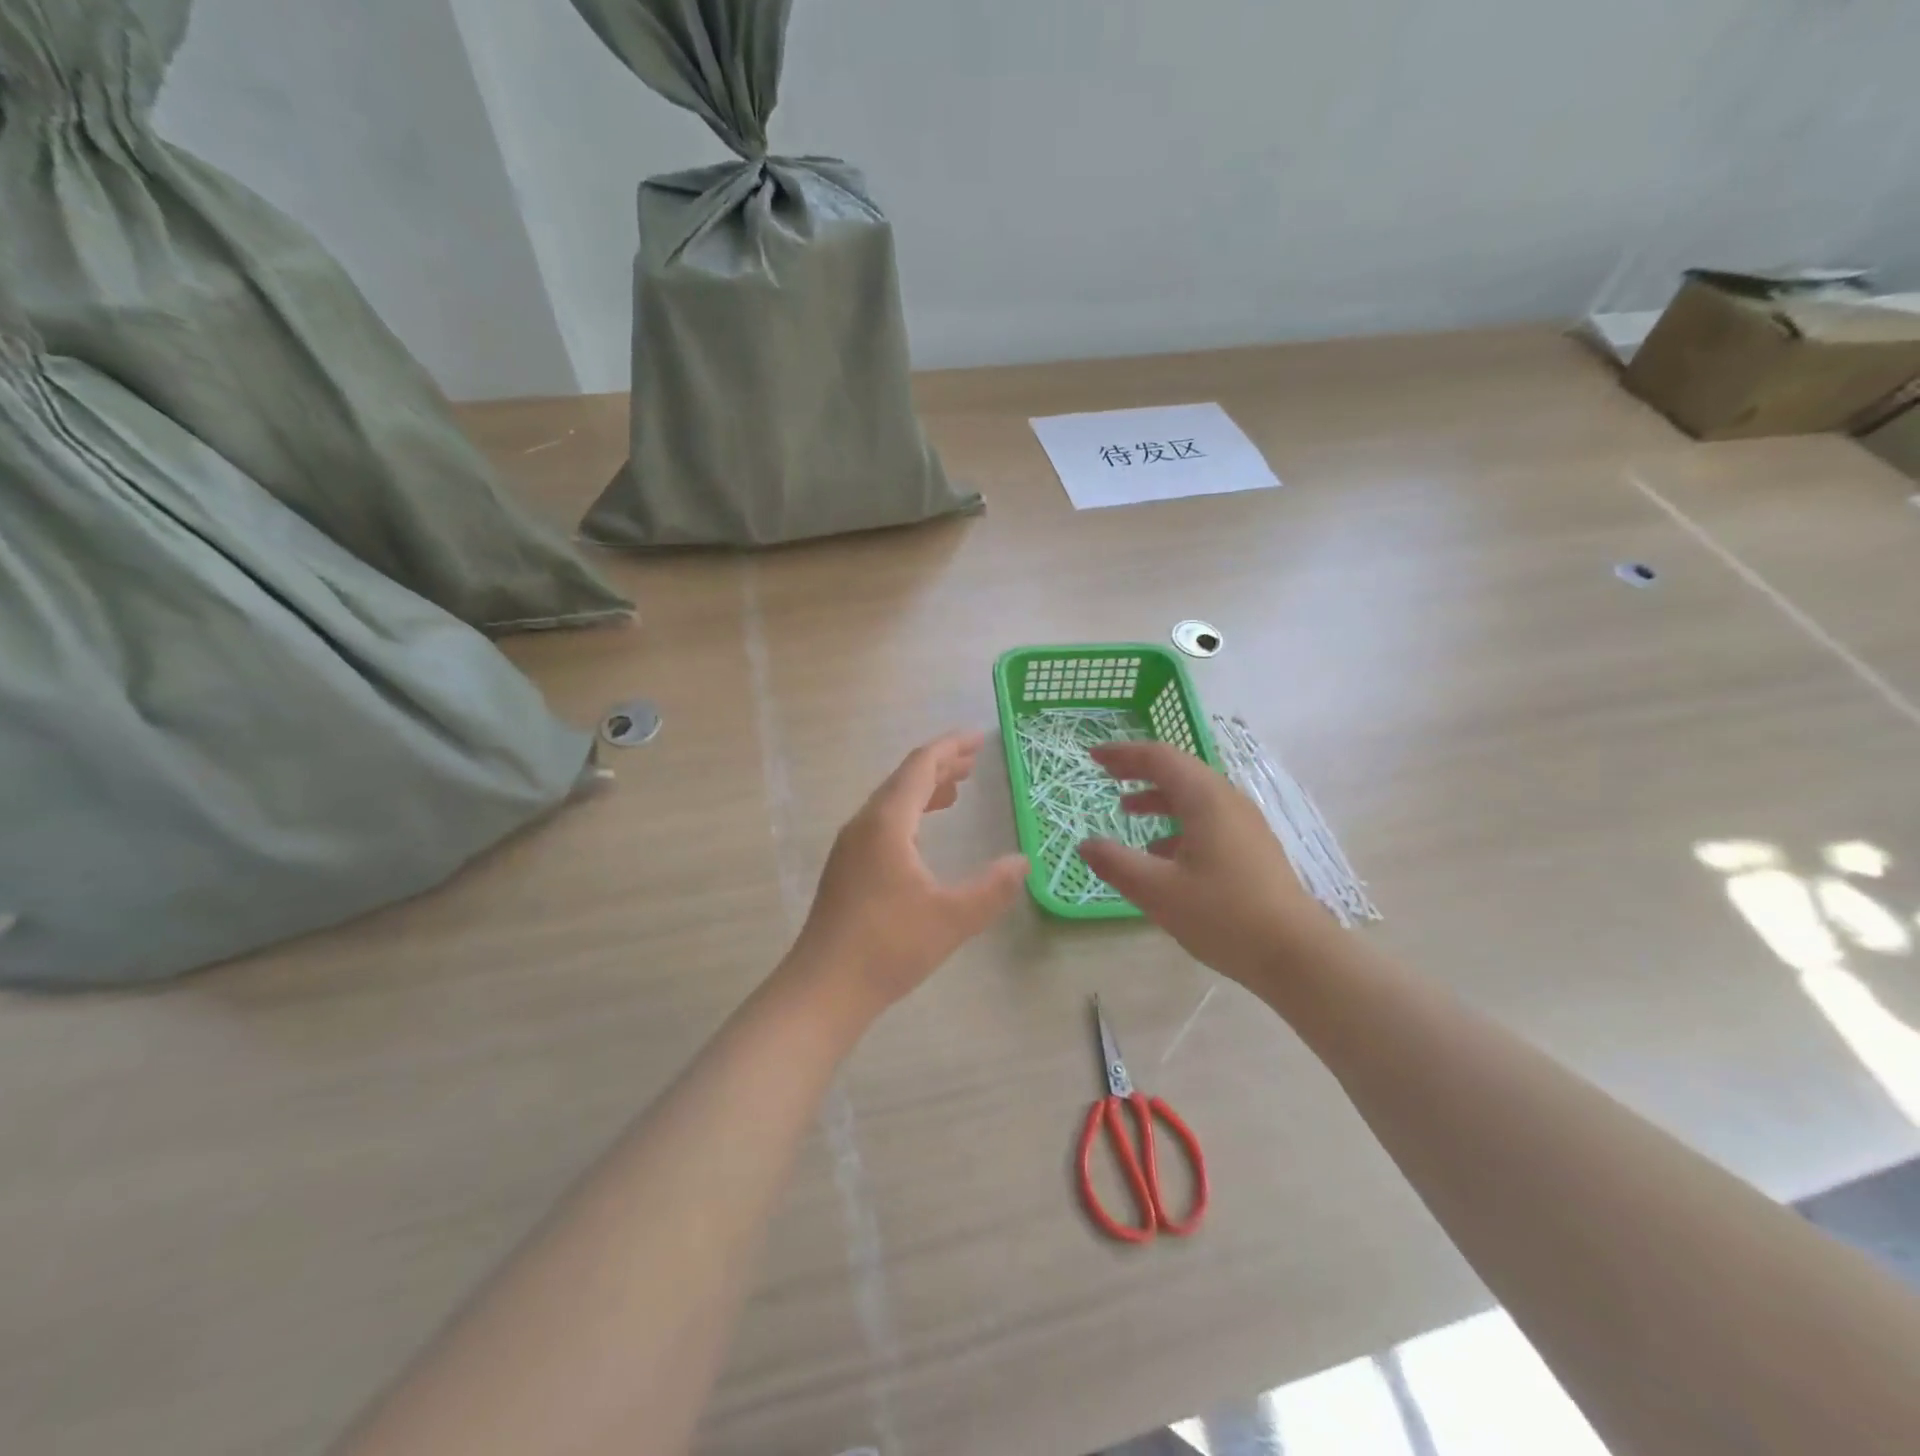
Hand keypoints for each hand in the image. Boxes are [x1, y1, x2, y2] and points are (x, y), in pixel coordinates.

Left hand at [790, 731, 1027, 1019]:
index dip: (951, 747)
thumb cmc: (889, 947)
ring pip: (891, 802)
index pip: (921, 766)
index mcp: (887, 823)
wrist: (824, 987)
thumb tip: (1022, 862)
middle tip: (975, 760)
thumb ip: (992, 888)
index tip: (980, 738)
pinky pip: (883, 823)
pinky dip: (910, 814)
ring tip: (956, 790)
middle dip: (940, 765)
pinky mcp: (847, 867)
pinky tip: (923, 833)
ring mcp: (851, 846)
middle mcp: (864, 824)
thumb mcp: (952, 918)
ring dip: (924, 790)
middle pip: (904, 779)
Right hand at [1076, 740, 1331, 987]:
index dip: (1123, 754)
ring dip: (1158, 797)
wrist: (1296, 954)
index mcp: (1205, 800)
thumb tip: (1086, 845)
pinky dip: (1177, 823)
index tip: (1093, 756)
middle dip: (1139, 770)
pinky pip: (1207, 820)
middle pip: (1179, 771)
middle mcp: (1227, 802)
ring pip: (1194, 797)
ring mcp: (1245, 825)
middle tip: (1106, 775)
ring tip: (1127, 810)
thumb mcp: (1158, 891)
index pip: (1159, 758)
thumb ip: (1117, 864)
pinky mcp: (1252, 848)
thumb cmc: (1223, 915)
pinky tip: (1161, 853)